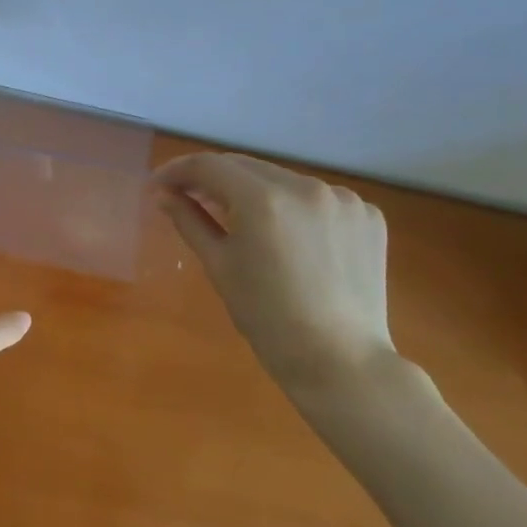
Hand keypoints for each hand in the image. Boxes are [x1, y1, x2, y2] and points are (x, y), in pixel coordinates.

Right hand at [154, 153, 398, 392]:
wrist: (340, 360)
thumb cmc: (267, 318)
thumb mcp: (219, 266)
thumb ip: (190, 221)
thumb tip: (162, 194)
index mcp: (263, 200)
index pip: (209, 166)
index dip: (178, 171)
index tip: (159, 186)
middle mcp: (306, 186)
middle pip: (246, 167)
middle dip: (213, 179)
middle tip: (189, 198)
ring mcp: (342, 199)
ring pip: (282, 180)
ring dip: (255, 193)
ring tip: (241, 222)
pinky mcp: (367, 214)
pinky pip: (317, 199)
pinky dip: (294, 208)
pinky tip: (289, 237)